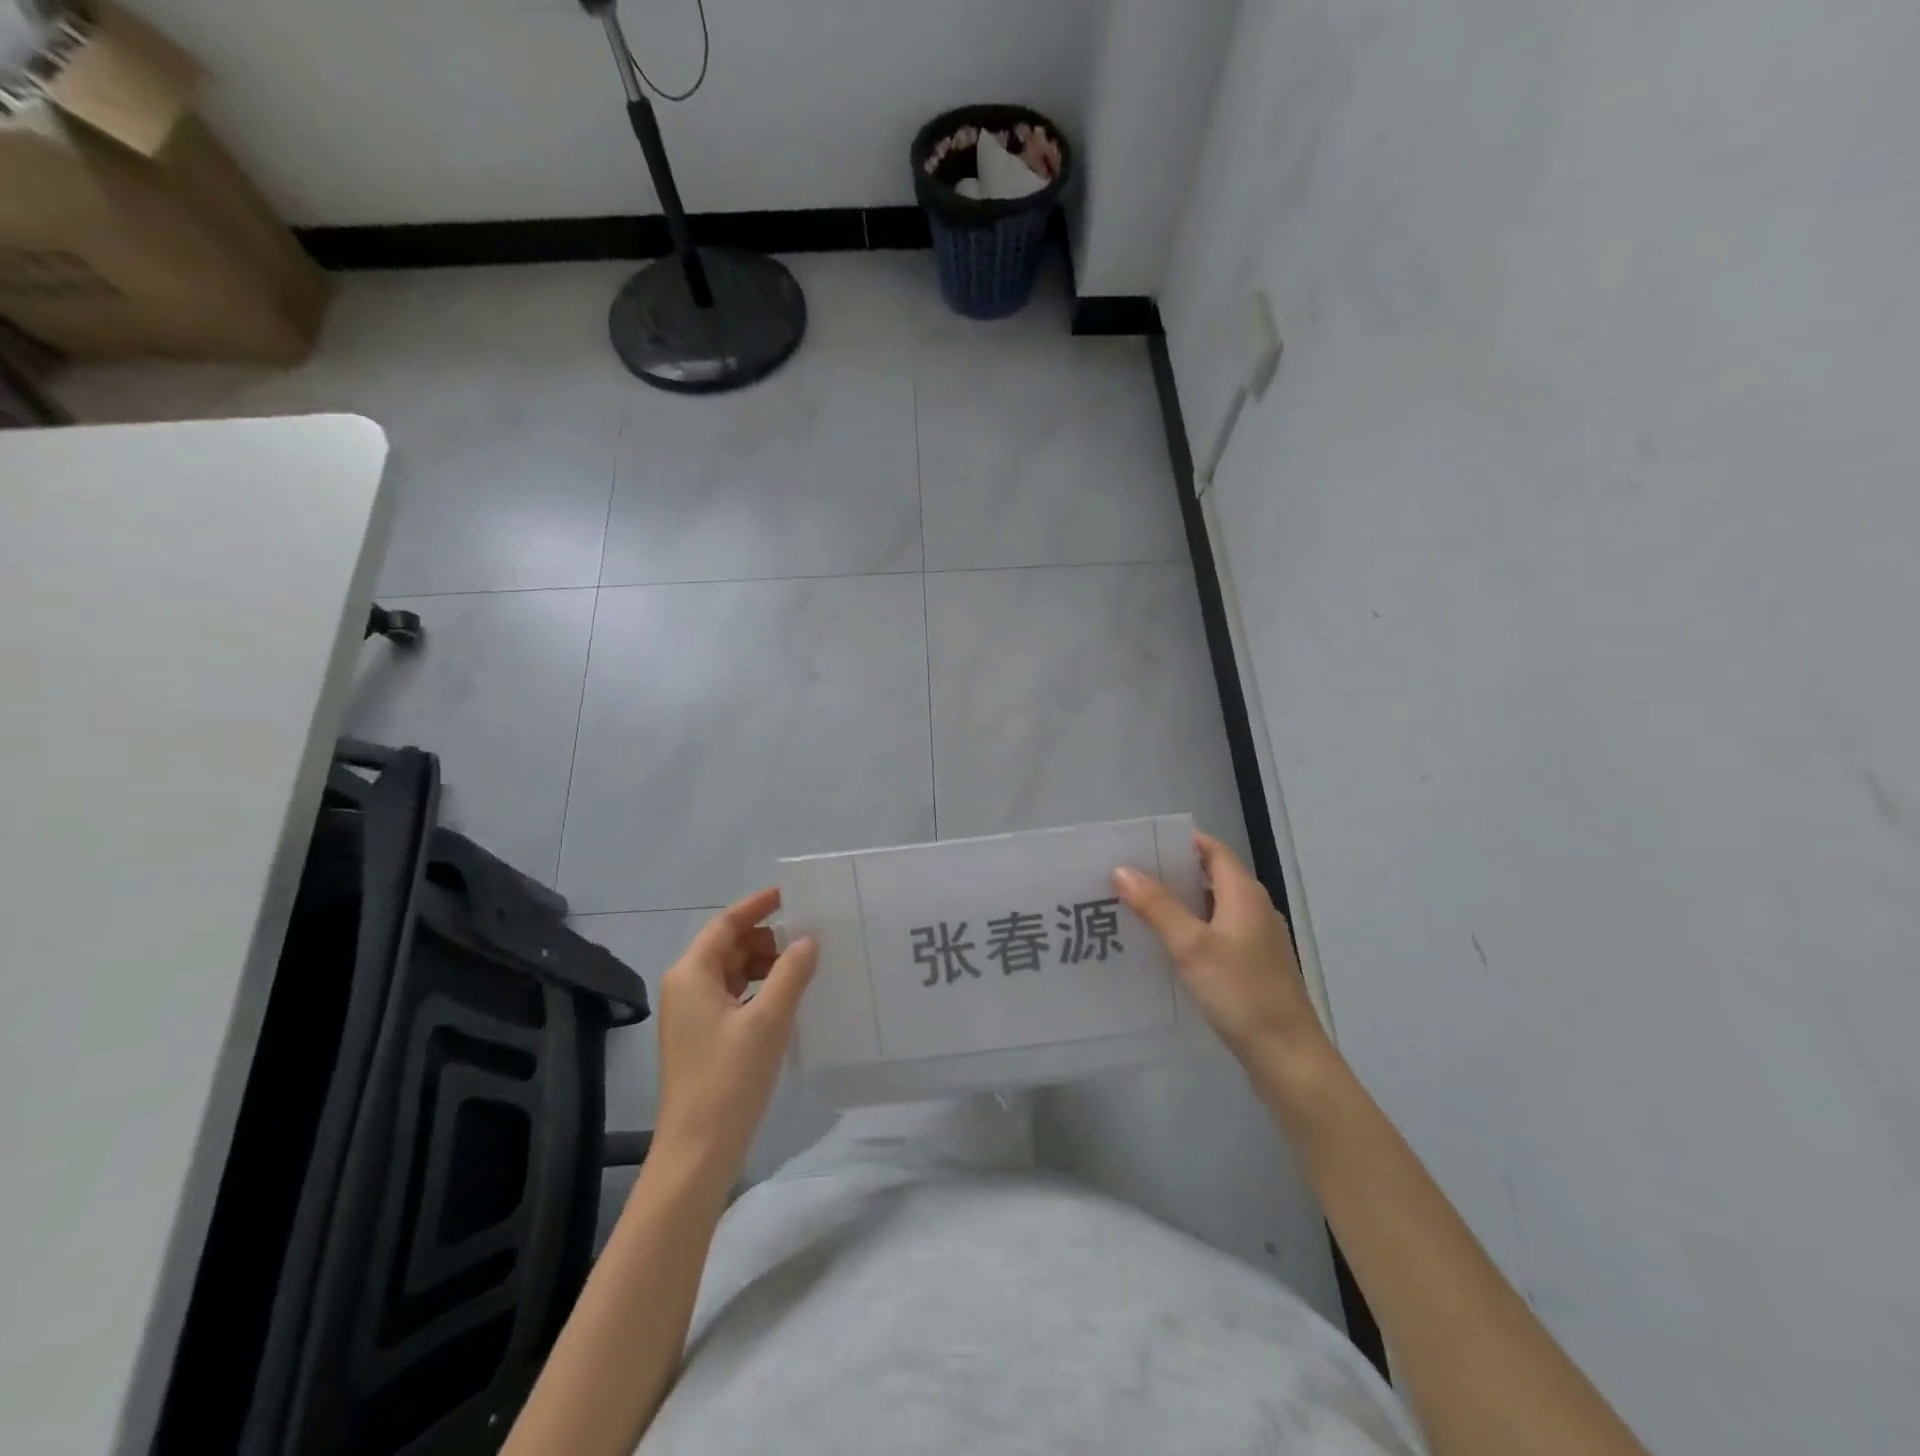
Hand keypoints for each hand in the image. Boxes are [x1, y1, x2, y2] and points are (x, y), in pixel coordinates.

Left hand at [651, 888, 817, 1185]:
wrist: (698, 1151)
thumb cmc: (730, 1078)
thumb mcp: (769, 1019)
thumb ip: (791, 972)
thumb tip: (808, 939)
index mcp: (692, 974)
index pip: (726, 923)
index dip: (758, 906)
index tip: (792, 895)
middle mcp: (686, 987)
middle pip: (728, 946)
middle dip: (767, 937)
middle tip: (810, 935)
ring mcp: (692, 1014)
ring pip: (733, 972)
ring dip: (766, 964)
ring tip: (806, 964)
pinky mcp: (702, 1037)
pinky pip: (733, 996)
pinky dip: (760, 989)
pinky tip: (789, 997)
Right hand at [1114, 832, 1330, 1072]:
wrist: (1286, 1055)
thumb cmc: (1240, 991)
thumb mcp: (1191, 946)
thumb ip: (1156, 906)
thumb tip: (1122, 870)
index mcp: (1244, 893)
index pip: (1212, 850)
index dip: (1181, 841)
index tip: (1142, 844)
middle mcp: (1254, 908)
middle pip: (1211, 876)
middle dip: (1172, 872)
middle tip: (1129, 875)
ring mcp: (1256, 939)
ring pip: (1212, 907)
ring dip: (1179, 903)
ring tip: (1137, 906)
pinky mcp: (1253, 965)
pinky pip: (1217, 933)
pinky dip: (1191, 929)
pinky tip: (1165, 945)